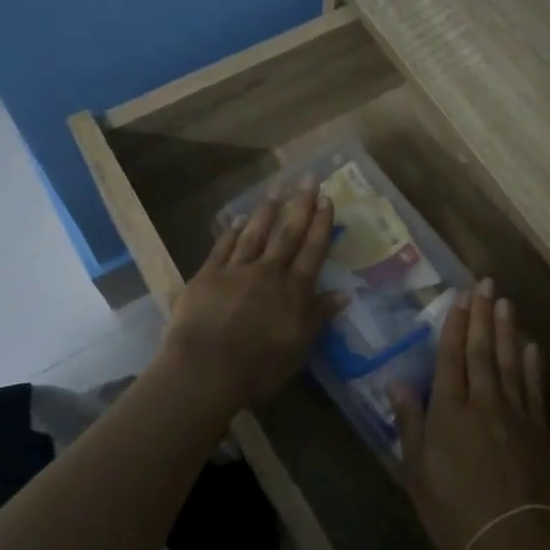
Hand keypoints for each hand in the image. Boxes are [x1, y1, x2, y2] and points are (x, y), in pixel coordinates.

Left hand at [156, 181, 341, 422]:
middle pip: (287, 233)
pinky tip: (238, 219)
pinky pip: (223, 247)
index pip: (312, 250)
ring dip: (267, 210)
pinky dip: (232, 231)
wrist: (205, 371)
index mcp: (293, 290)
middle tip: (309, 178)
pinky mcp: (207, 276)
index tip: (328, 199)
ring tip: (277, 188)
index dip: (321, 224)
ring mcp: (235, 271)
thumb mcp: (299, 348)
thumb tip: (344, 294)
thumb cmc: (259, 368)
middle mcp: (268, 272)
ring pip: (255, 233)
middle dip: (300, 205)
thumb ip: (319, 316)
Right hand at [390, 279, 549, 549]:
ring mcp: (516, 414)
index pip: (450, 357)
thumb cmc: (455, 513)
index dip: (455, 325)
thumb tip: (397, 382)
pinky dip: (532, 365)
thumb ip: (409, 424)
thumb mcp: (417, 474)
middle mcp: (483, 402)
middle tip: (485, 283)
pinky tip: (531, 346)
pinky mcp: (540, 430)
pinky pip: (534, 388)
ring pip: (509, 362)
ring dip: (507, 330)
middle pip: (482, 350)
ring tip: (506, 302)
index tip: (459, 297)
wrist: (516, 544)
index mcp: (449, 411)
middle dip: (482, 315)